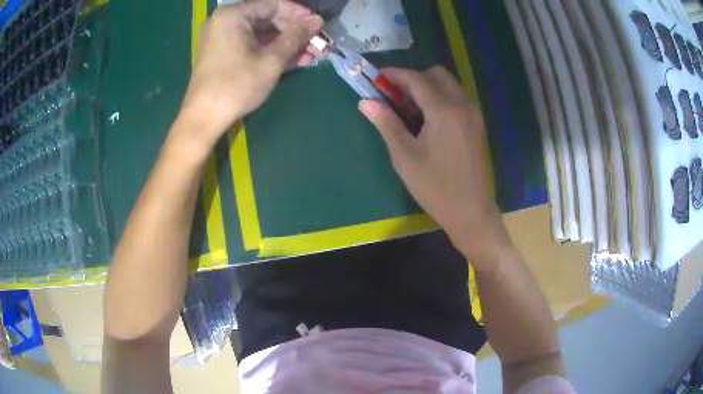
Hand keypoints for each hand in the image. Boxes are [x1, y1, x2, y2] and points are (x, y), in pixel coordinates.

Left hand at [179, 0, 322, 151]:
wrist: (203, 119)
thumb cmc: (236, 85)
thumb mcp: (271, 60)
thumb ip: (296, 36)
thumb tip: (318, 20)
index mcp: (233, 15)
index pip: (274, 5)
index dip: (300, 14)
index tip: (320, 25)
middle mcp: (226, 21)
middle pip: (269, 20)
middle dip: (296, 34)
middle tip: (320, 45)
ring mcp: (224, 38)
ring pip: (263, 35)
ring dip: (288, 45)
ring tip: (314, 57)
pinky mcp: (225, 54)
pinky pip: (253, 46)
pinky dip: (272, 52)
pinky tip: (297, 62)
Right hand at [359, 67, 511, 266]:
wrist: (470, 211)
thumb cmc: (435, 187)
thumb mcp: (405, 156)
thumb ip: (386, 123)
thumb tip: (366, 102)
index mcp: (444, 111)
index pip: (416, 79)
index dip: (394, 74)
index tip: (377, 78)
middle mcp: (462, 104)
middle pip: (436, 74)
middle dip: (413, 78)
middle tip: (395, 96)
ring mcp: (473, 113)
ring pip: (449, 84)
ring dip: (428, 87)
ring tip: (409, 108)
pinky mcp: (477, 123)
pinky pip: (457, 98)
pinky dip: (440, 97)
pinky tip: (428, 119)